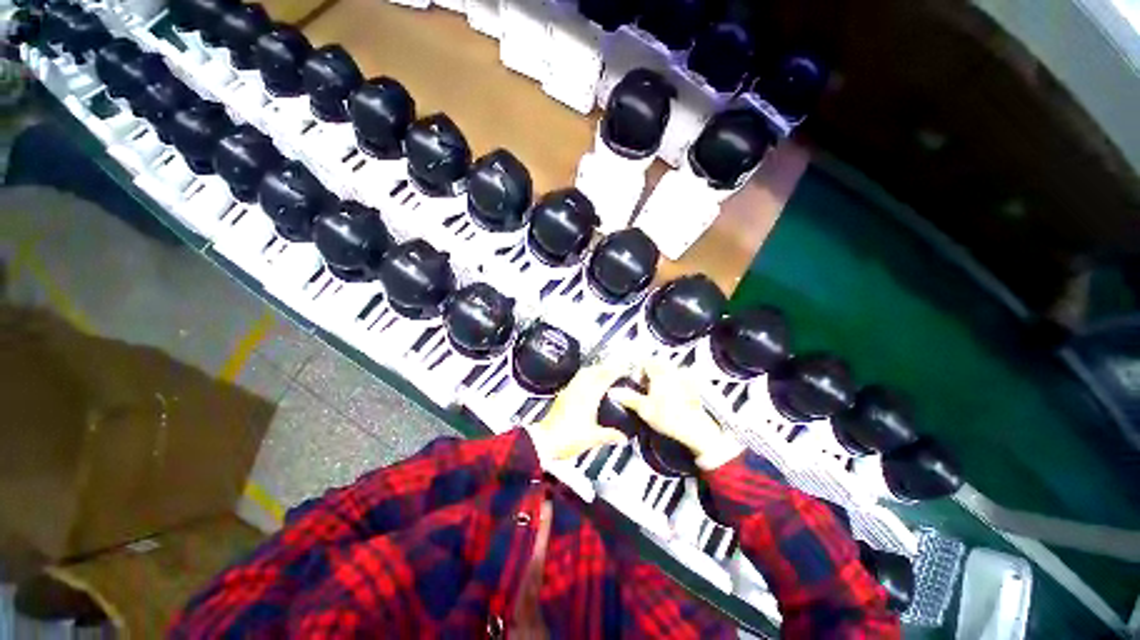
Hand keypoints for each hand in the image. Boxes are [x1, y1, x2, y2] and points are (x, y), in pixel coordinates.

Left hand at [526, 363, 630, 463]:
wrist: (545, 441)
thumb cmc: (565, 438)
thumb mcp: (593, 438)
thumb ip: (610, 435)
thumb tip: (622, 437)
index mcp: (588, 397)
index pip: (604, 378)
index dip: (616, 371)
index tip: (624, 369)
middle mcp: (577, 390)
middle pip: (594, 370)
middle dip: (606, 367)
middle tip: (616, 369)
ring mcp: (569, 391)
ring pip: (583, 373)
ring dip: (595, 370)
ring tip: (604, 373)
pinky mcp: (562, 395)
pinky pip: (576, 379)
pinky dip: (585, 377)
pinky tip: (588, 384)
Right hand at [609, 362, 743, 469]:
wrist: (696, 430)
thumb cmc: (668, 417)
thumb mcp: (644, 409)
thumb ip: (628, 397)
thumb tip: (612, 391)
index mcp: (659, 372)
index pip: (645, 361)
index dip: (637, 369)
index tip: (634, 381)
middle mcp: (672, 370)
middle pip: (657, 365)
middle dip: (649, 374)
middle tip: (644, 388)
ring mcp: (685, 377)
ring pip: (668, 371)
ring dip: (660, 378)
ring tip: (656, 394)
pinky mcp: (694, 386)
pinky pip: (680, 379)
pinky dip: (672, 384)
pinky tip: (671, 397)